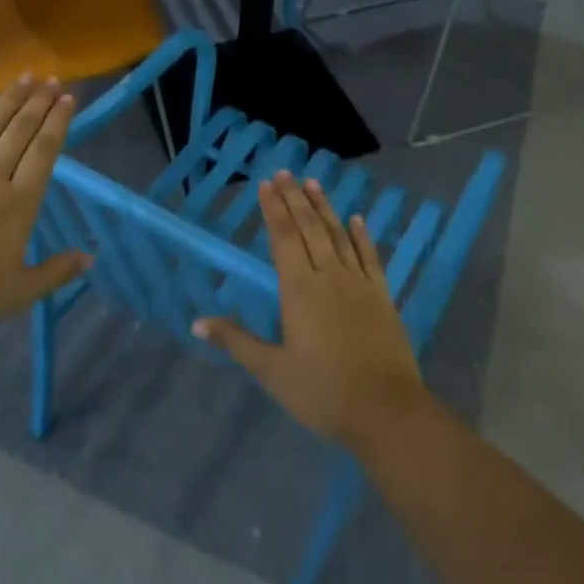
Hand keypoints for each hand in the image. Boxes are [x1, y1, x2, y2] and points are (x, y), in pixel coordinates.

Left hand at [0, 76, 90, 340]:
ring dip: (6, 102)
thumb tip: (91, 257)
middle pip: (19, 132)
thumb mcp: (21, 292)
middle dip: (38, 103)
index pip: (45, 152)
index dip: (58, 122)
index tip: (67, 98)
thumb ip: (57, 271)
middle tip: (50, 77)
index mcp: (20, 203)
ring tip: (21, 78)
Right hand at [193, 171, 429, 451]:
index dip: (274, 209)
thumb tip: (197, 323)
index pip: (283, 238)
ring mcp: (359, 284)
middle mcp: (329, 276)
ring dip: (325, 208)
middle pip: (310, 228)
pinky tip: (357, 219)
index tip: (266, 184)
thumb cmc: (323, 392)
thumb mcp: (272, 370)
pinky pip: (370, 257)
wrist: (386, 411)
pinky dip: (362, 236)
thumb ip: (236, 341)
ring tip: (314, 183)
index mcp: (299, 289)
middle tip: (285, 172)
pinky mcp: (382, 297)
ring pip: (339, 235)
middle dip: (295, 198)